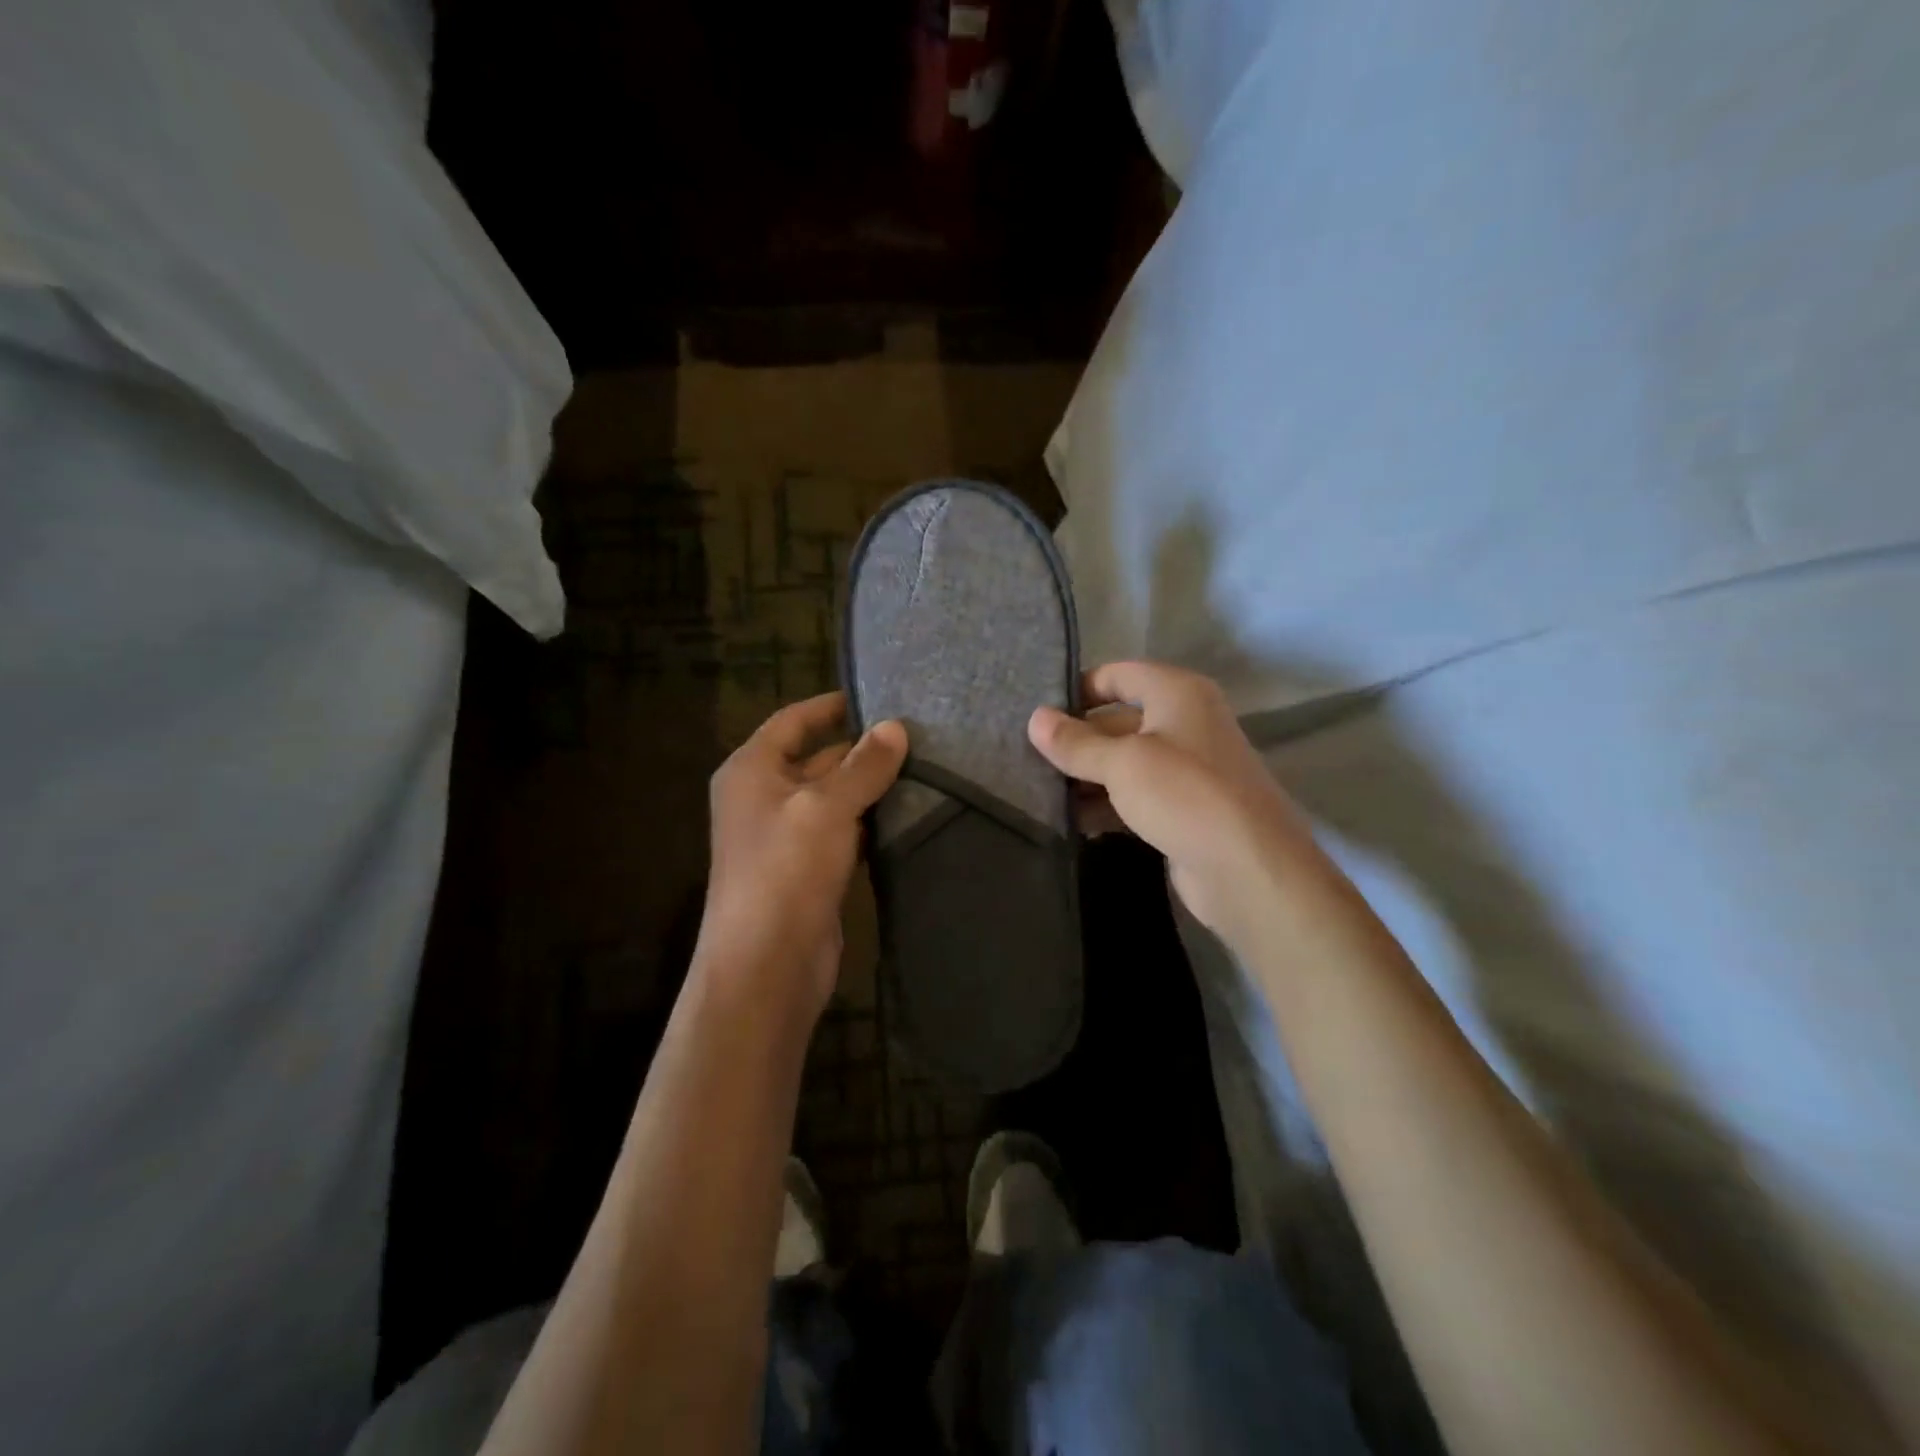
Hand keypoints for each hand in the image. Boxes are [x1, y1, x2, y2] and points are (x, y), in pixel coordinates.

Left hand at [700, 693, 906, 1019]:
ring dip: (870, 788)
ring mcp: (786, 837)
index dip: (831, 706)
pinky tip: (907, 816)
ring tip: (925, 770)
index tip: (876, 697)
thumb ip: (863, 765)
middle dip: (862, 750)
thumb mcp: (826, 807)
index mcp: (752, 770)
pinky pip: (842, 833)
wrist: (767, 965)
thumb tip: (895, 727)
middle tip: (918, 737)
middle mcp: (764, 797)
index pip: (792, 721)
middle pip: (817, 759)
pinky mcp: (809, 870)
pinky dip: (869, 823)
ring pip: (834, 798)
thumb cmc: (786, 871)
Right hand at [1029, 661, 1318, 941]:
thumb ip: (1076, 742)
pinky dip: (1106, 805)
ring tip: (1039, 791)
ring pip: (1124, 763)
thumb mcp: (1122, 763)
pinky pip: (1135, 797)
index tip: (1039, 711)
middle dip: (1077, 740)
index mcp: (1178, 693)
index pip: (1119, 675)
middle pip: (1118, 721)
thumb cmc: (1184, 795)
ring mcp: (1187, 770)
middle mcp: (1185, 723)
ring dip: (1086, 777)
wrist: (1248, 869)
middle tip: (1027, 757)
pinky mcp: (1183, 810)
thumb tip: (1035, 719)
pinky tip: (1072, 821)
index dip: (1079, 688)